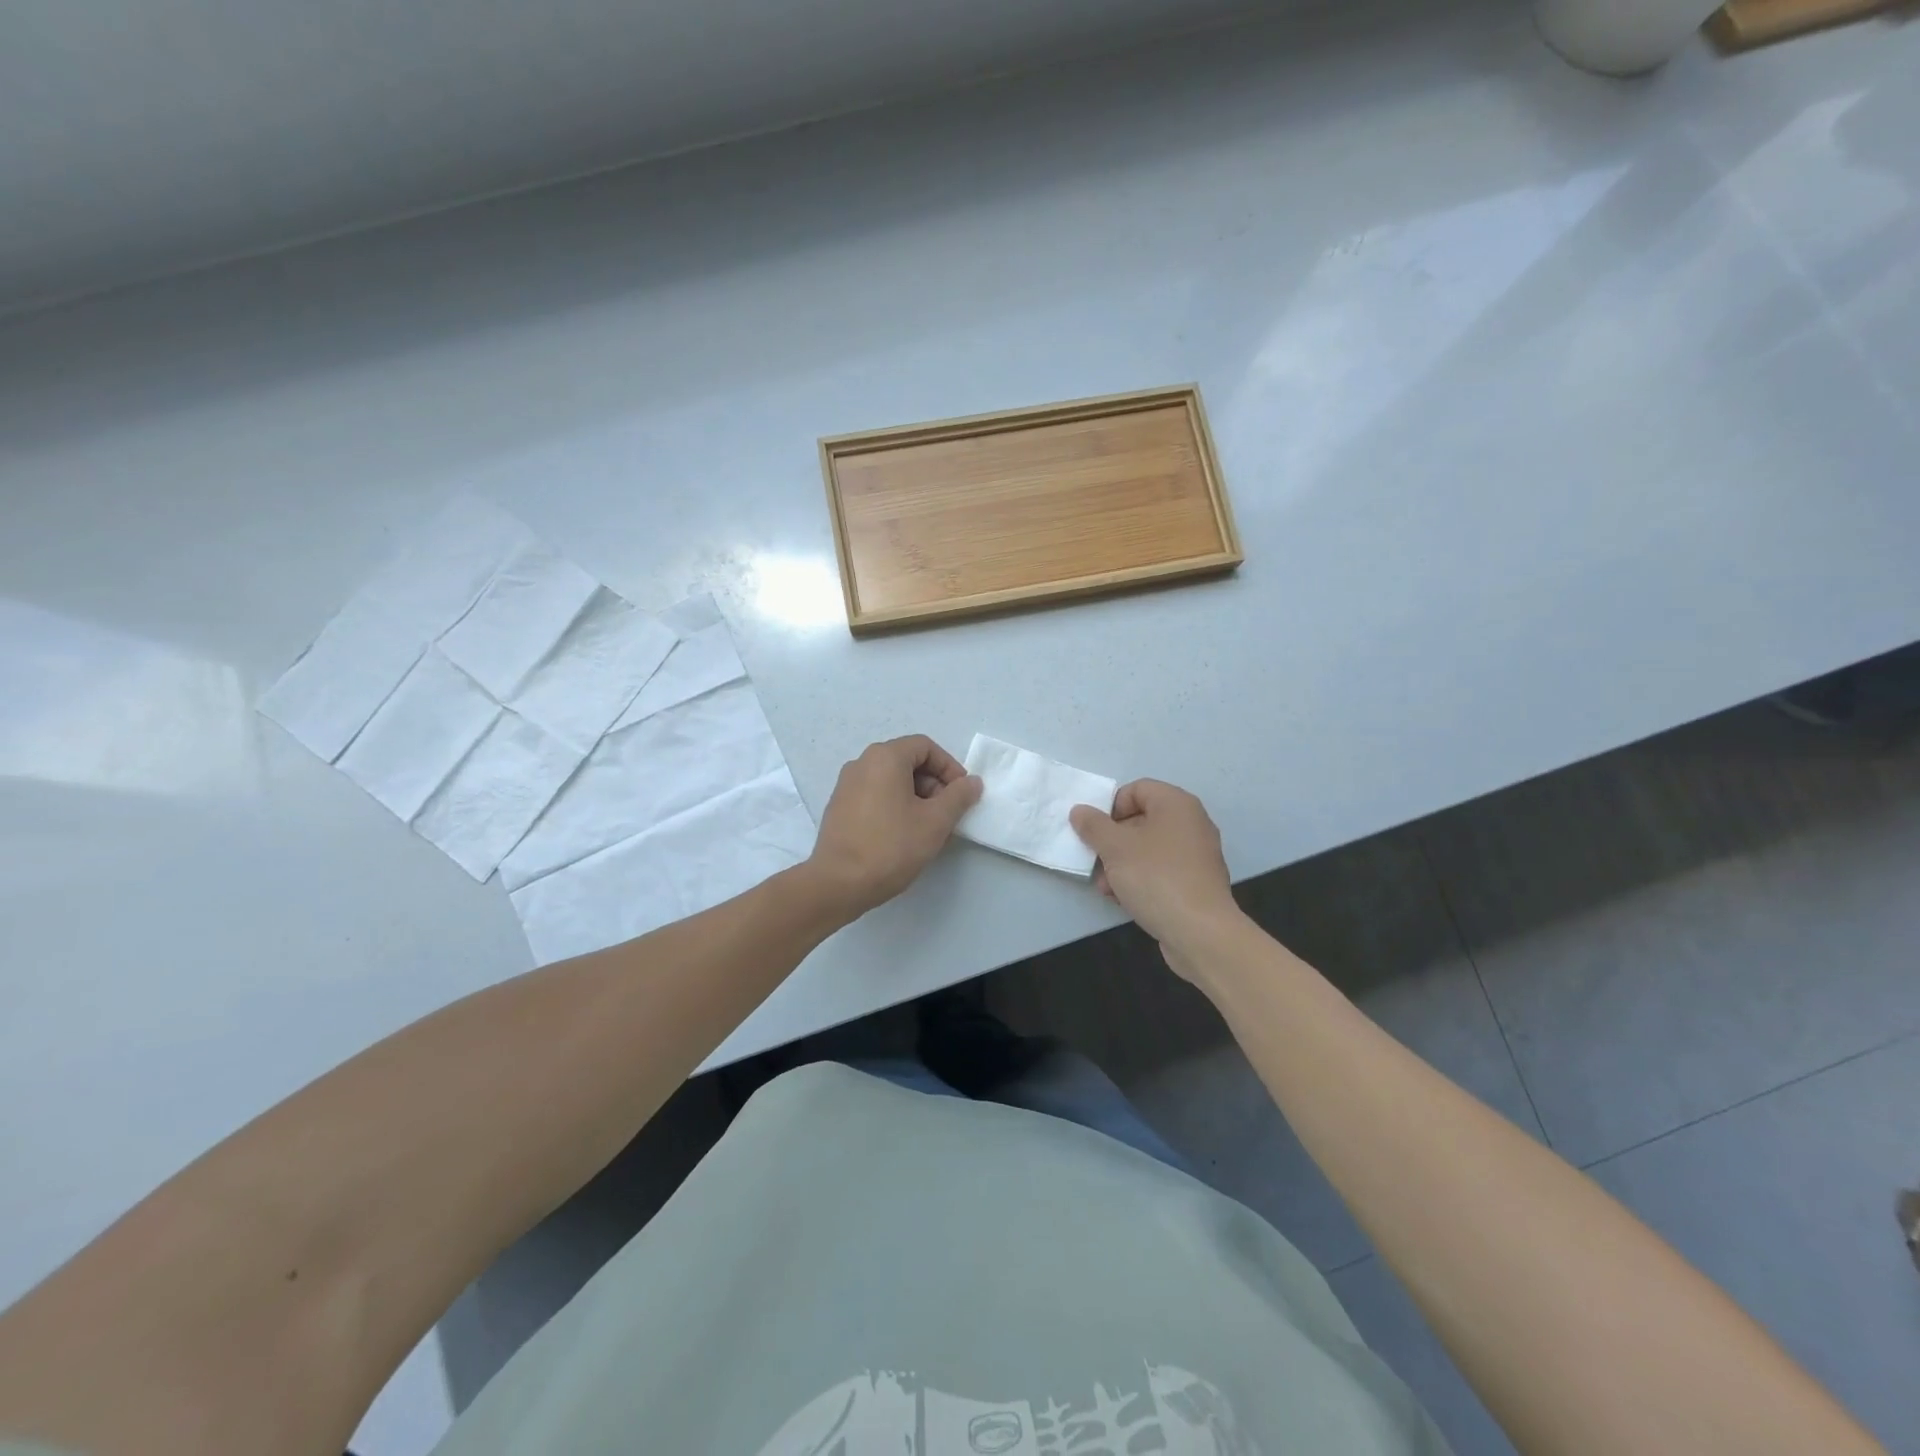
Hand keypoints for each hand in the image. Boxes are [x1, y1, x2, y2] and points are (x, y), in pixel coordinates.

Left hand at [807, 735, 981, 917]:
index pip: (925, 747)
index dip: (949, 767)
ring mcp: (846, 785)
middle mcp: (861, 763)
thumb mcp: (935, 822)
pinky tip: (903, 836)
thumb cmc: (891, 847)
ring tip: (928, 829)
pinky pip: (875, 796)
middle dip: (933, 784)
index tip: (961, 794)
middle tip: (947, 815)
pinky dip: (895, 806)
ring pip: (891, 781)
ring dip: (916, 798)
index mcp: (884, 757)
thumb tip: (971, 782)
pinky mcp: (839, 808)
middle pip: (907, 761)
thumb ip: (958, 797)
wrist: (838, 884)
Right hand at [1070, 780, 1242, 977]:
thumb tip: (1080, 810)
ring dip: (1122, 864)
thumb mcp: (1115, 848)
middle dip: (1113, 841)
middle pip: (1141, 820)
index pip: (1137, 789)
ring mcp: (1197, 854)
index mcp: (1176, 804)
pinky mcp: (1197, 882)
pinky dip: (1141, 879)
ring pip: (1149, 849)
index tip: (1095, 831)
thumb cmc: (1156, 877)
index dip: (1111, 806)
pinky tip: (1124, 899)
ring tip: (1106, 887)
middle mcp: (1191, 823)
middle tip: (1096, 860)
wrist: (1200, 932)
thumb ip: (1093, 826)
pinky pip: (1162, 870)